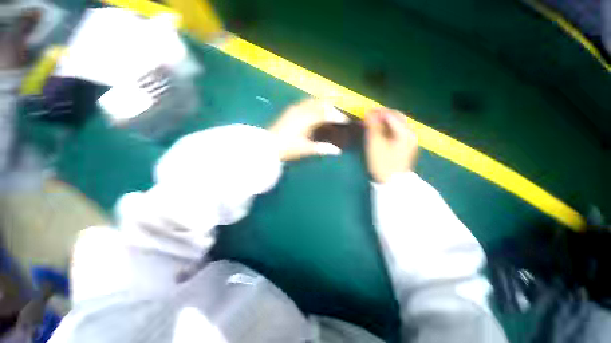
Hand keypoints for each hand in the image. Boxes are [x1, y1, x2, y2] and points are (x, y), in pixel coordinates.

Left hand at [269, 99, 347, 160]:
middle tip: (339, 115)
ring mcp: (294, 109)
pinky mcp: (290, 110)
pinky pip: (305, 103)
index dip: (338, 116)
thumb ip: (323, 148)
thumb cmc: (288, 148)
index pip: (326, 114)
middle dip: (332, 107)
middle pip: (321, 103)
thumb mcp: (306, 150)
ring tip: (329, 111)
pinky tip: (315, 111)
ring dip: (323, 104)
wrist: (268, 146)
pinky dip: (314, 105)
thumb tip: (338, 151)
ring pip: (313, 101)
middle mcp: (302, 110)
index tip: (346, 120)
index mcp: (307, 119)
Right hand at [364, 108, 417, 182]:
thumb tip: (368, 112)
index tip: (364, 113)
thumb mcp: (374, 144)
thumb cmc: (381, 163)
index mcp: (404, 132)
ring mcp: (410, 139)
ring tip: (372, 125)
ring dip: (384, 122)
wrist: (392, 182)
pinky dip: (388, 129)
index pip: (390, 114)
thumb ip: (372, 126)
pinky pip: (397, 131)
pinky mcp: (407, 145)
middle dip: (381, 115)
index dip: (376, 112)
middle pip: (396, 116)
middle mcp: (410, 133)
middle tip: (368, 119)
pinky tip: (380, 133)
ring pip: (396, 123)